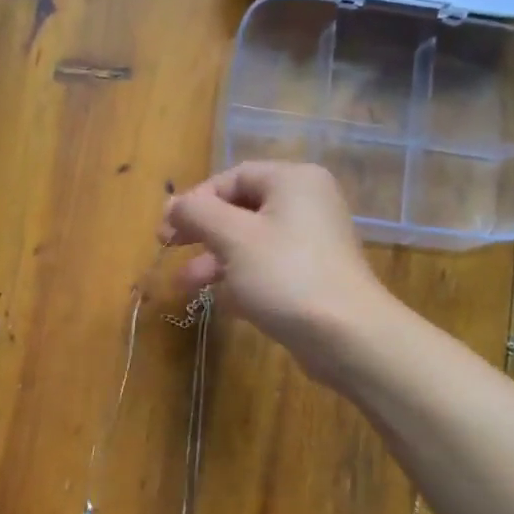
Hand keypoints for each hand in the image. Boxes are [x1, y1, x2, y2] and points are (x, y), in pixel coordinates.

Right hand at [160, 161, 388, 383]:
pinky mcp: (312, 276)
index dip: (195, 200)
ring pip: (250, 241)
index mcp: (292, 181)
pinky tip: (220, 301)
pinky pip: (266, 267)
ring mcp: (312, 242)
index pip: (232, 177)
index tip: (166, 229)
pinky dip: (240, 278)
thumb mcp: (232, 237)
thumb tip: (172, 203)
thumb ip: (197, 213)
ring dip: (214, 260)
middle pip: (240, 208)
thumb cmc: (285, 275)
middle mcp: (306, 203)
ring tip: (185, 285)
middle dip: (201, 232)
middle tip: (168, 248)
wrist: (347, 336)